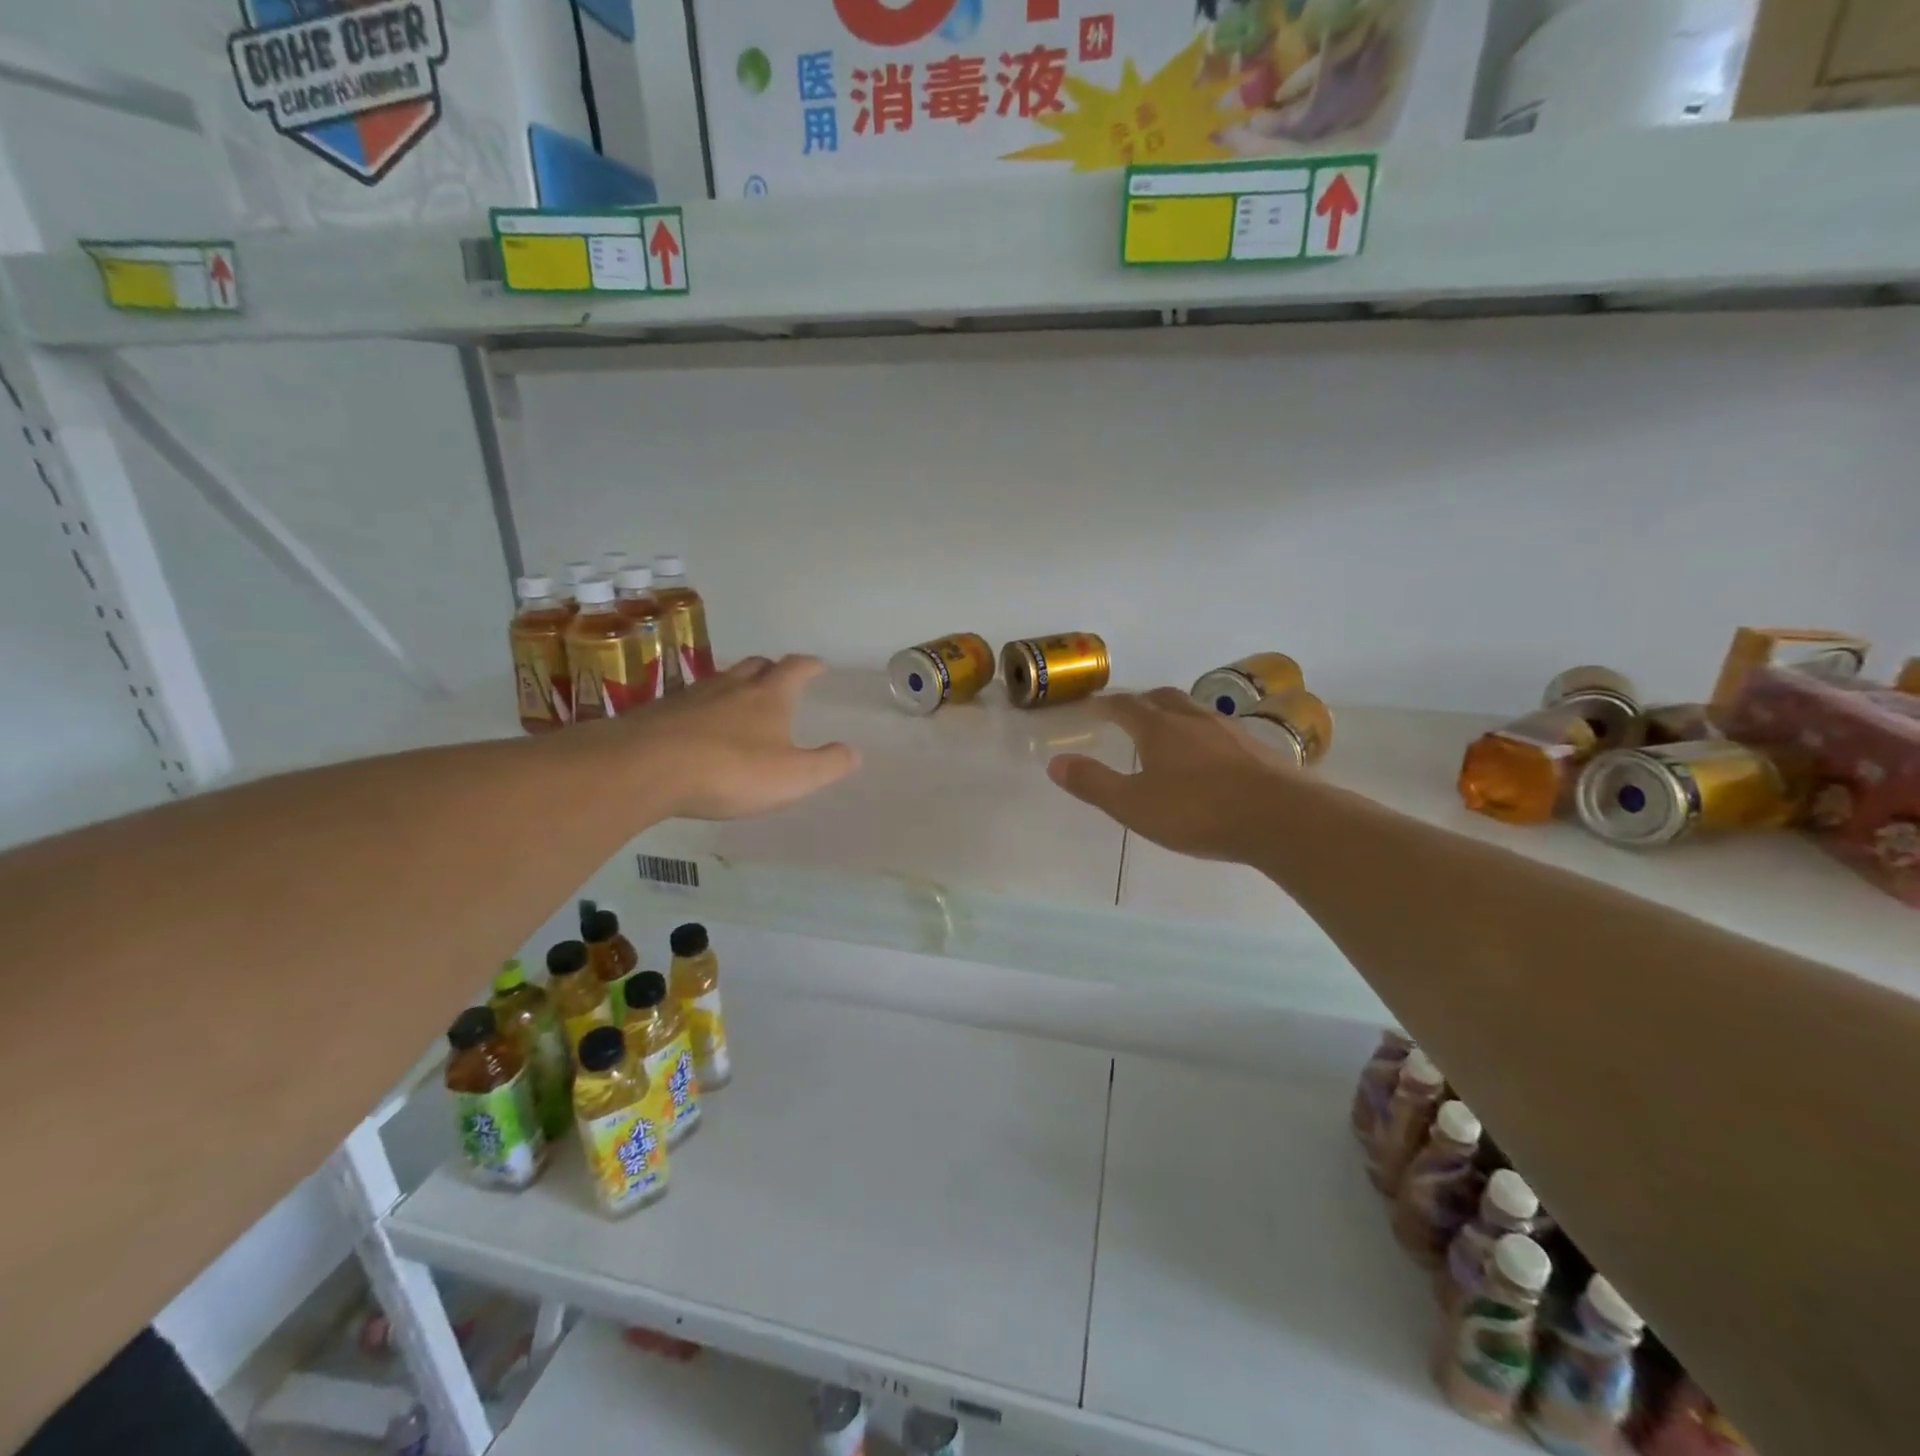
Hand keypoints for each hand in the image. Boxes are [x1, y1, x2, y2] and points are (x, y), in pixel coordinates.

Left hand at [573, 655, 858, 820]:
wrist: (646, 768)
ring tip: (739, 700)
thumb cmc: (731, 770)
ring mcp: (691, 696)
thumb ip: (827, 765)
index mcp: (769, 696)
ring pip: (720, 679)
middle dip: (771, 669)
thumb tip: (854, 752)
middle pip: (755, 665)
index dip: (810, 665)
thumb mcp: (793, 777)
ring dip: (735, 685)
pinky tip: (698, 727)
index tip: (818, 665)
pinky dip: (702, 708)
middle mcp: (732, 686)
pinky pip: (688, 701)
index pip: (796, 668)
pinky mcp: (659, 712)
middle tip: (778, 680)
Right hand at [1047, 688, 1296, 862]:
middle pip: (1162, 698)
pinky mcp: (1257, 748)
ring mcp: (1229, 730)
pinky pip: (1220, 730)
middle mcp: (1193, 719)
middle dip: (1141, 702)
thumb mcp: (1134, 805)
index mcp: (1159, 728)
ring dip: (1174, 714)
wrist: (1280, 818)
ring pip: (1194, 710)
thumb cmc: (1198, 812)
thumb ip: (1093, 783)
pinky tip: (1209, 756)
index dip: (1106, 705)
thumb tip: (1055, 763)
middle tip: (1128, 712)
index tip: (1093, 707)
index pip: (1125, 706)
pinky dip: (1203, 734)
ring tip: (1167, 731)